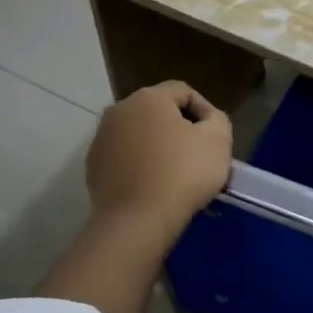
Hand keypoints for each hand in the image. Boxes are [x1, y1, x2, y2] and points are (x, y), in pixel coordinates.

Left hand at [85, 81, 233, 238]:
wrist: (138, 220)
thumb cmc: (183, 173)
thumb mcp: (219, 139)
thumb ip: (217, 119)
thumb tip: (206, 120)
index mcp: (148, 98)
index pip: (184, 92)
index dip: (205, 111)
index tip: (216, 138)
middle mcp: (119, 110)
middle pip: (158, 113)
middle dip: (180, 130)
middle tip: (198, 156)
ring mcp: (101, 139)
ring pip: (139, 136)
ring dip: (158, 148)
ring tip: (177, 175)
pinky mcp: (94, 167)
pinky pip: (124, 159)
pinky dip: (140, 167)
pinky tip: (153, 188)